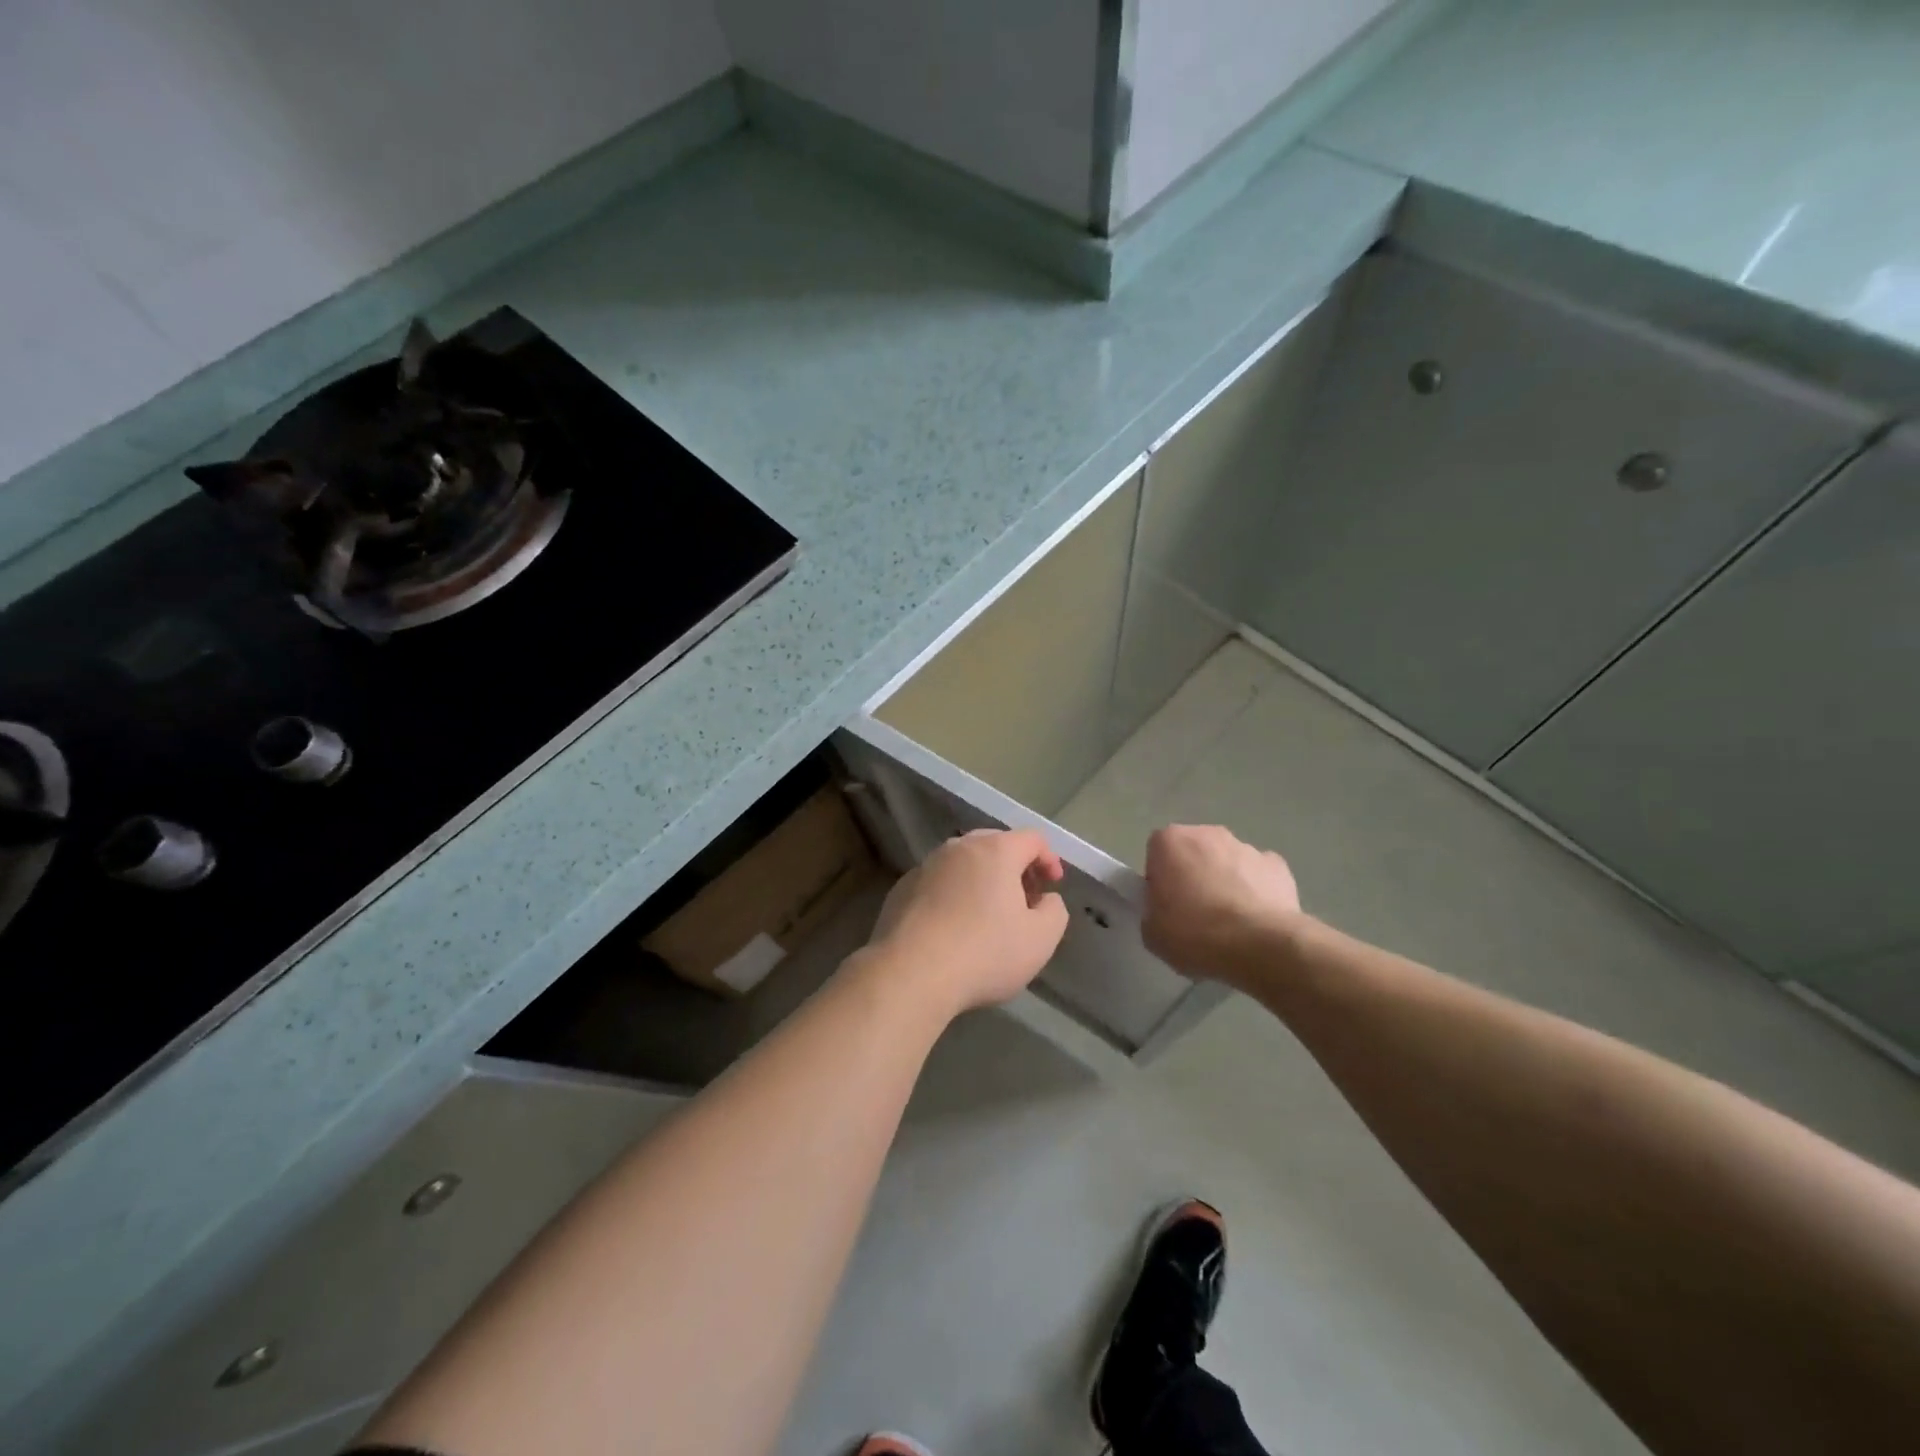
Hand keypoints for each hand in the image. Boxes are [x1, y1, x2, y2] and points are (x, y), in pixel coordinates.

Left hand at [863, 829, 1068, 1017]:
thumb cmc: (984, 952)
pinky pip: (938, 882)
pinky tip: (953, 927)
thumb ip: (1054, 911)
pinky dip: (953, 894)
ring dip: (982, 880)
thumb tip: (1044, 899)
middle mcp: (959, 847)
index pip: (1032, 839)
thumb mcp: (1040, 939)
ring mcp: (926, 866)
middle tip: (1025, 898)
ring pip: (963, 863)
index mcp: (995, 850)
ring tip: (989, 914)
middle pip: (995, 844)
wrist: (911, 973)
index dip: (1049, 859)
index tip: (1053, 886)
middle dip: (1015, 867)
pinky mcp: (902, 888)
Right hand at [1143, 825, 1302, 984]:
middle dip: (1192, 875)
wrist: (1261, 946)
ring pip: (1226, 861)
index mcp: (1169, 841)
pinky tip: (1256, 920)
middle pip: (1192, 851)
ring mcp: (1245, 846)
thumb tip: (1165, 909)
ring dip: (1224, 881)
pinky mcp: (1277, 865)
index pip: (1156, 854)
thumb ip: (1151, 911)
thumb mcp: (1151, 933)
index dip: (1159, 880)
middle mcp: (1206, 833)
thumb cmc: (1195, 934)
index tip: (1165, 906)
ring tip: (1229, 923)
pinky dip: (1255, 891)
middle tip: (1194, 914)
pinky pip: (1258, 874)